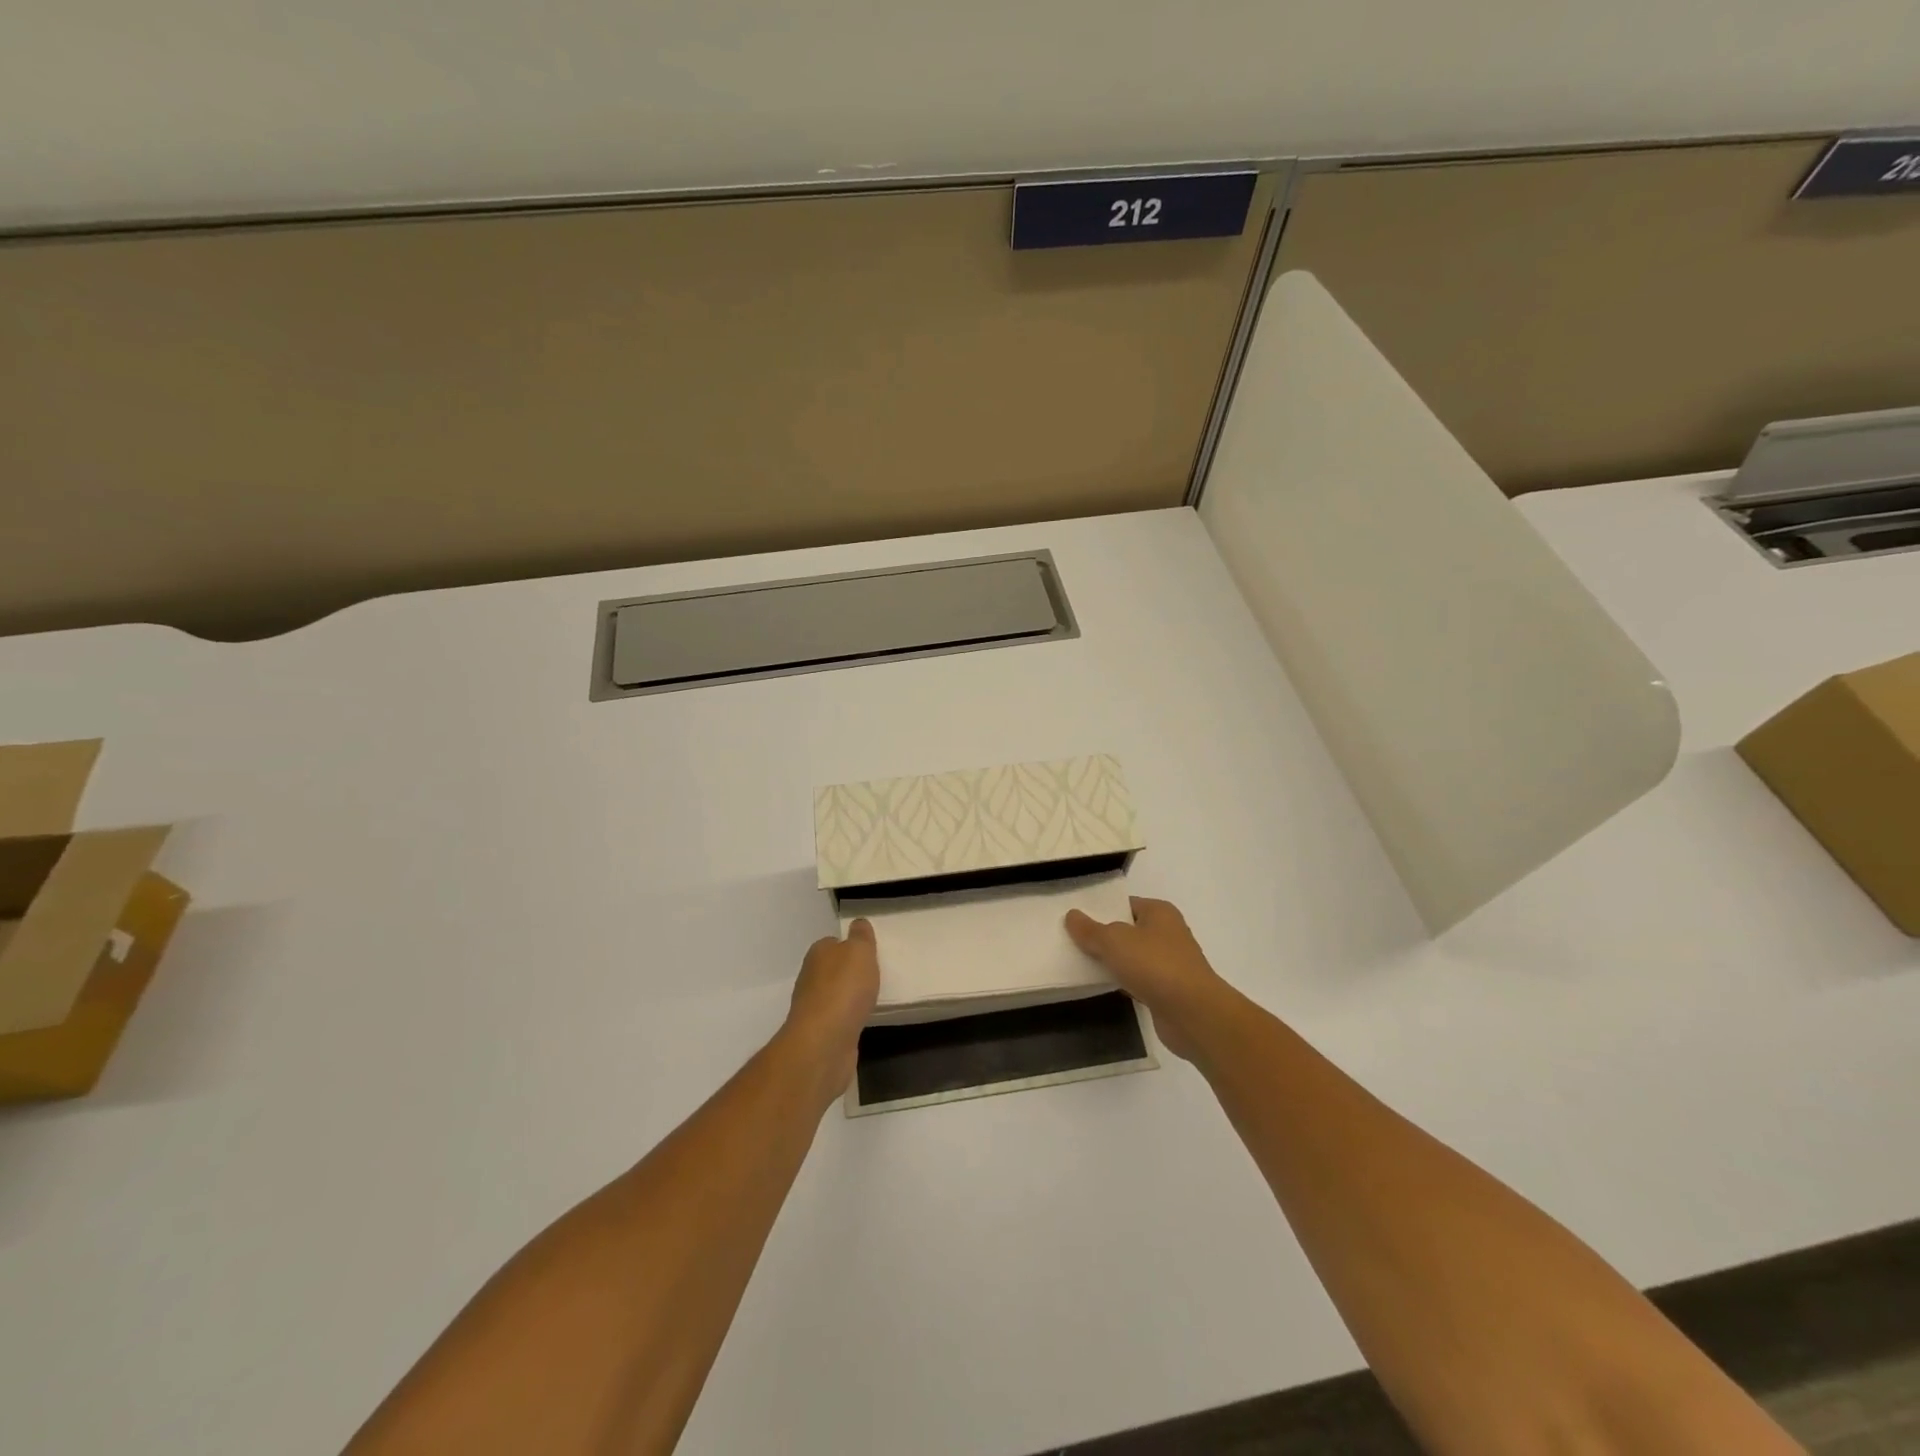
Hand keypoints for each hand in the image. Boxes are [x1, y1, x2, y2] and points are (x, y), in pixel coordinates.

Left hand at [782, 919, 880, 1098]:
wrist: (824, 1043)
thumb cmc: (843, 989)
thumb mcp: (860, 951)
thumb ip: (861, 936)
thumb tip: (858, 924)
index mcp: (818, 954)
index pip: (833, 943)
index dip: (850, 946)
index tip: (869, 953)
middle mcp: (811, 978)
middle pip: (832, 969)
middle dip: (850, 972)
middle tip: (875, 975)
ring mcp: (813, 1007)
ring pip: (835, 995)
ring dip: (849, 996)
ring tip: (872, 998)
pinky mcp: (820, 1033)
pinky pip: (839, 1018)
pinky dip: (849, 1018)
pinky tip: (862, 1020)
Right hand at [1065, 897, 1226, 1060]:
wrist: (1193, 1014)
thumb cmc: (1155, 966)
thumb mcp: (1114, 941)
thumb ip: (1090, 929)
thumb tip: (1071, 915)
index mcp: (1159, 912)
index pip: (1124, 904)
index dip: (1100, 909)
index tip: (1074, 918)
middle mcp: (1168, 933)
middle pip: (1127, 930)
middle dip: (1103, 937)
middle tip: (1071, 941)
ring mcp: (1170, 963)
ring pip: (1132, 957)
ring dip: (1112, 962)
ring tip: (1080, 964)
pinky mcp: (1168, 990)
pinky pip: (1138, 980)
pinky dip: (1122, 983)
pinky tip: (1102, 987)